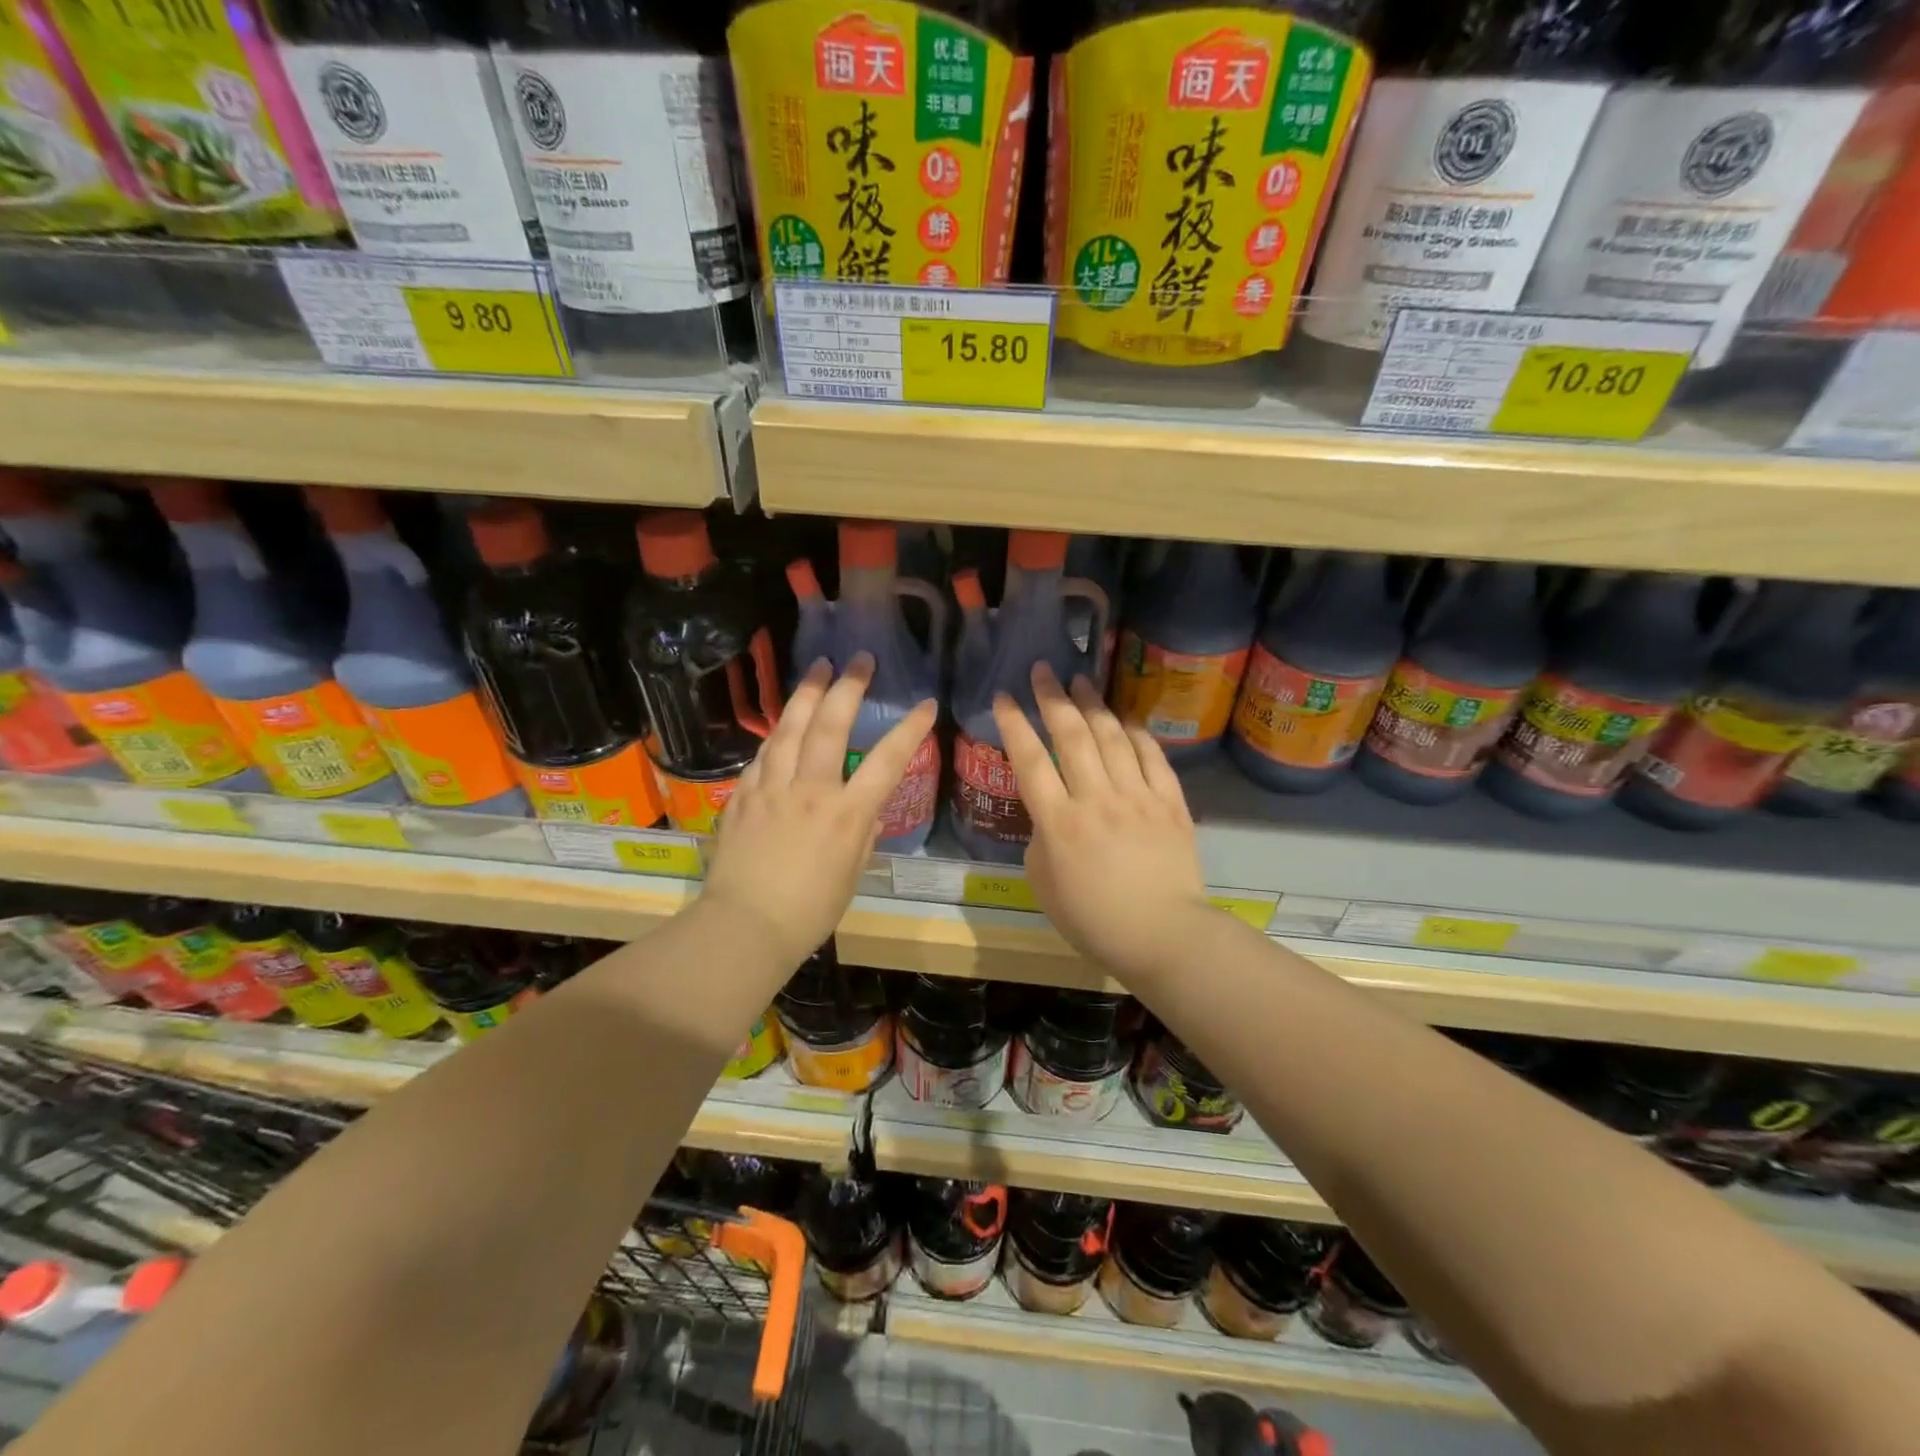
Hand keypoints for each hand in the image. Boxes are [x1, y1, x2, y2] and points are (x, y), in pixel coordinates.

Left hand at [704, 654, 936, 967]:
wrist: (744, 926)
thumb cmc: (809, 911)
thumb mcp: (851, 874)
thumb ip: (862, 834)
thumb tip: (865, 811)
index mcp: (846, 814)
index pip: (887, 760)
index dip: (909, 729)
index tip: (925, 703)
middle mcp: (810, 790)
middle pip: (829, 726)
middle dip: (847, 687)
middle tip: (859, 660)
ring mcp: (771, 788)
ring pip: (789, 728)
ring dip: (806, 694)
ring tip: (817, 667)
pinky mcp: (742, 795)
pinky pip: (762, 754)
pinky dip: (777, 735)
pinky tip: (782, 725)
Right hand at [991, 664, 1214, 982]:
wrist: (1163, 936)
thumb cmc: (1093, 919)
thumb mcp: (1043, 883)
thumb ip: (1040, 838)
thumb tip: (1050, 812)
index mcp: (1059, 823)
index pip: (1030, 761)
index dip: (1014, 724)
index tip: (1003, 697)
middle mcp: (1097, 799)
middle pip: (1071, 736)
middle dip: (1053, 697)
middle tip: (1043, 670)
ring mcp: (1137, 797)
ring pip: (1112, 737)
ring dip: (1094, 705)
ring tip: (1081, 681)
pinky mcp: (1170, 803)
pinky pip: (1153, 757)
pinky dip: (1137, 733)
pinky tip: (1125, 719)